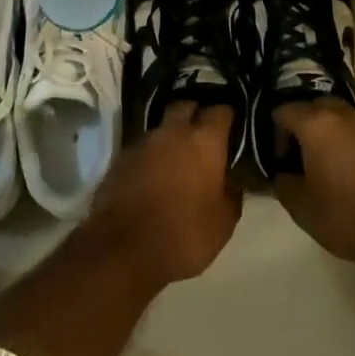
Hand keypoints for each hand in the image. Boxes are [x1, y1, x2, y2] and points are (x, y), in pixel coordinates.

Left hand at [82, 102, 242, 289]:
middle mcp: (173, 131)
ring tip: (178, 158)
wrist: (122, 249)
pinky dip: (152, 155)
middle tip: (204, 135)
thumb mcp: (223, 224)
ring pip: (162, 127)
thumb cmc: (183, 235)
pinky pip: (143, 147)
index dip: (228, 116)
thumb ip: (232, 194)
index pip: (221, 110)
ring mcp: (144, 141)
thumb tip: (231, 180)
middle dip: (196, 114)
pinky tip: (154, 175)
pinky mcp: (121, 157)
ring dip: (171, 136)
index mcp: (204, 141)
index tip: (233, 127)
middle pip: (186, 106)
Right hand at [272, 101, 354, 276]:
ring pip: (339, 118)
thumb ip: (284, 185)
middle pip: (313, 107)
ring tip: (326, 167)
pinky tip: (352, 174)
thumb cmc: (350, 216)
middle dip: (302, 127)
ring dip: (328, 134)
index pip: (283, 110)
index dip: (275, 133)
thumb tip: (282, 174)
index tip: (279, 160)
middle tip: (299, 159)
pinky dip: (349, 144)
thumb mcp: (303, 210)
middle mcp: (343, 114)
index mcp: (316, 124)